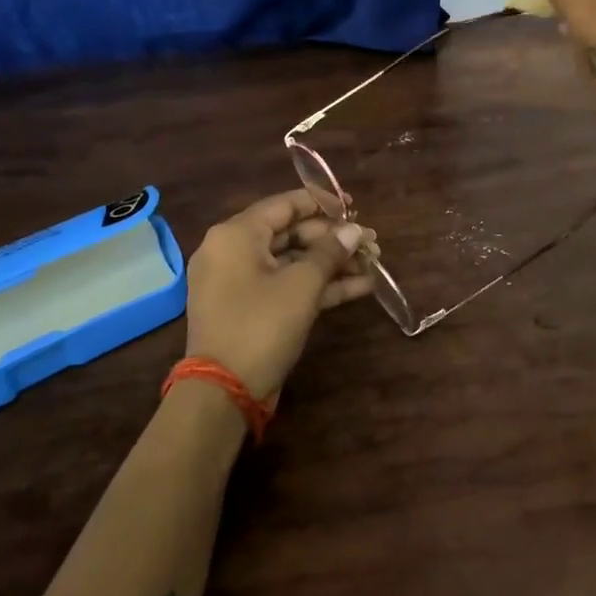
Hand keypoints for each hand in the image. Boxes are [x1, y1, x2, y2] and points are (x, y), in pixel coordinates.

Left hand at [182, 190, 374, 401]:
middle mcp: (233, 252)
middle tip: (371, 243)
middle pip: (291, 234)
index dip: (322, 203)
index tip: (354, 206)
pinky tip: (359, 287)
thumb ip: (330, 251)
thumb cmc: (261, 324)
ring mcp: (240, 283)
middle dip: (334, 239)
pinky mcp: (250, 309)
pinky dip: (319, 286)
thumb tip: (354, 230)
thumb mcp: (302, 285)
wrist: (224, 392)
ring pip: (293, 262)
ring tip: (372, 264)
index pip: (284, 205)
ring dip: (332, 264)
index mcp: (236, 235)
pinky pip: (287, 286)